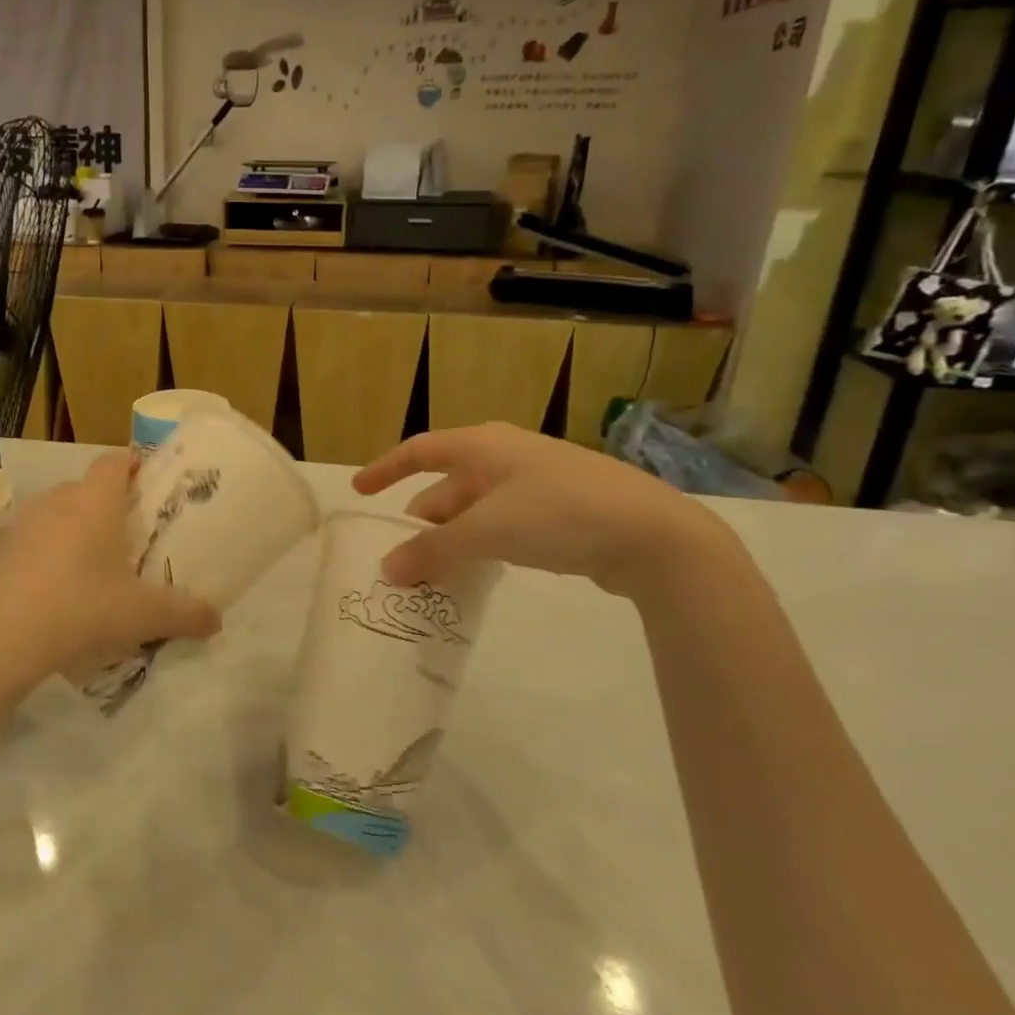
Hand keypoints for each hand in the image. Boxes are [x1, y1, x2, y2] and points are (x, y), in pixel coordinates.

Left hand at [0, 452, 220, 698]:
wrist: (0, 640)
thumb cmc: (82, 608)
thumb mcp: (143, 614)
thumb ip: (186, 614)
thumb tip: (217, 620)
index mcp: (94, 501)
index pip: (115, 460)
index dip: (134, 463)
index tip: (151, 482)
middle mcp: (57, 501)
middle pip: (87, 487)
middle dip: (109, 503)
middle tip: (131, 532)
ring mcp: (23, 525)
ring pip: (58, 513)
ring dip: (77, 528)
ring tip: (96, 563)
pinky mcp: (0, 552)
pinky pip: (35, 539)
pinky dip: (50, 552)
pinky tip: (61, 588)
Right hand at [353, 423, 729, 598]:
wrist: (655, 534)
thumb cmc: (559, 514)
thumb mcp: (487, 532)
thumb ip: (432, 551)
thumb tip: (387, 570)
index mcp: (484, 445)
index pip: (420, 450)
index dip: (386, 469)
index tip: (359, 491)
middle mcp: (507, 455)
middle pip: (448, 481)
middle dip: (422, 514)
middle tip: (402, 546)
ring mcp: (537, 481)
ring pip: (477, 505)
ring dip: (453, 532)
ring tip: (436, 565)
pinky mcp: (561, 510)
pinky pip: (503, 521)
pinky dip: (482, 541)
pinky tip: (481, 566)